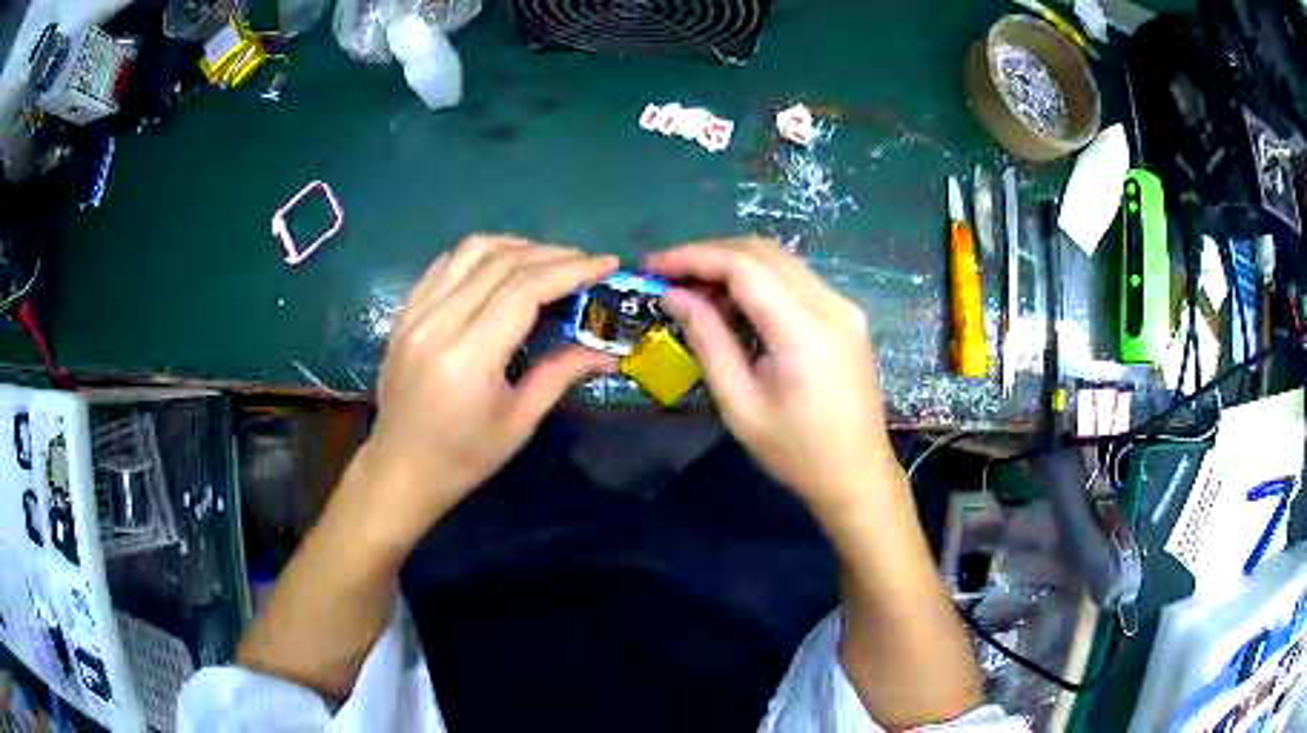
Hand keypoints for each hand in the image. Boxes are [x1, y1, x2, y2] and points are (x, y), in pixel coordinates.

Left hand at [353, 235, 617, 552]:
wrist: (400, 469)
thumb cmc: (463, 457)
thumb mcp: (519, 422)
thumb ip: (561, 374)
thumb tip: (608, 351)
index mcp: (468, 356)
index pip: (524, 290)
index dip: (570, 270)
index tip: (606, 263)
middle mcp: (437, 323)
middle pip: (500, 262)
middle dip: (551, 254)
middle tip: (584, 263)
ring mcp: (415, 314)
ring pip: (470, 251)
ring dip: (515, 246)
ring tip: (546, 261)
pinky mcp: (404, 314)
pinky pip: (444, 265)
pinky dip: (479, 256)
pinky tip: (499, 268)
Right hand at [645, 239, 896, 516]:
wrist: (858, 475)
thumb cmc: (797, 453)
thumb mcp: (740, 406)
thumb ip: (708, 341)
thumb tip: (675, 295)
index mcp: (804, 331)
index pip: (743, 265)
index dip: (693, 257)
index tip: (652, 266)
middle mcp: (831, 304)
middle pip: (763, 252)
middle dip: (709, 254)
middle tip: (668, 275)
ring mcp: (844, 306)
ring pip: (781, 260)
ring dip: (733, 263)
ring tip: (693, 289)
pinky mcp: (847, 315)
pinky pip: (796, 279)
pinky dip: (759, 279)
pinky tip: (733, 303)